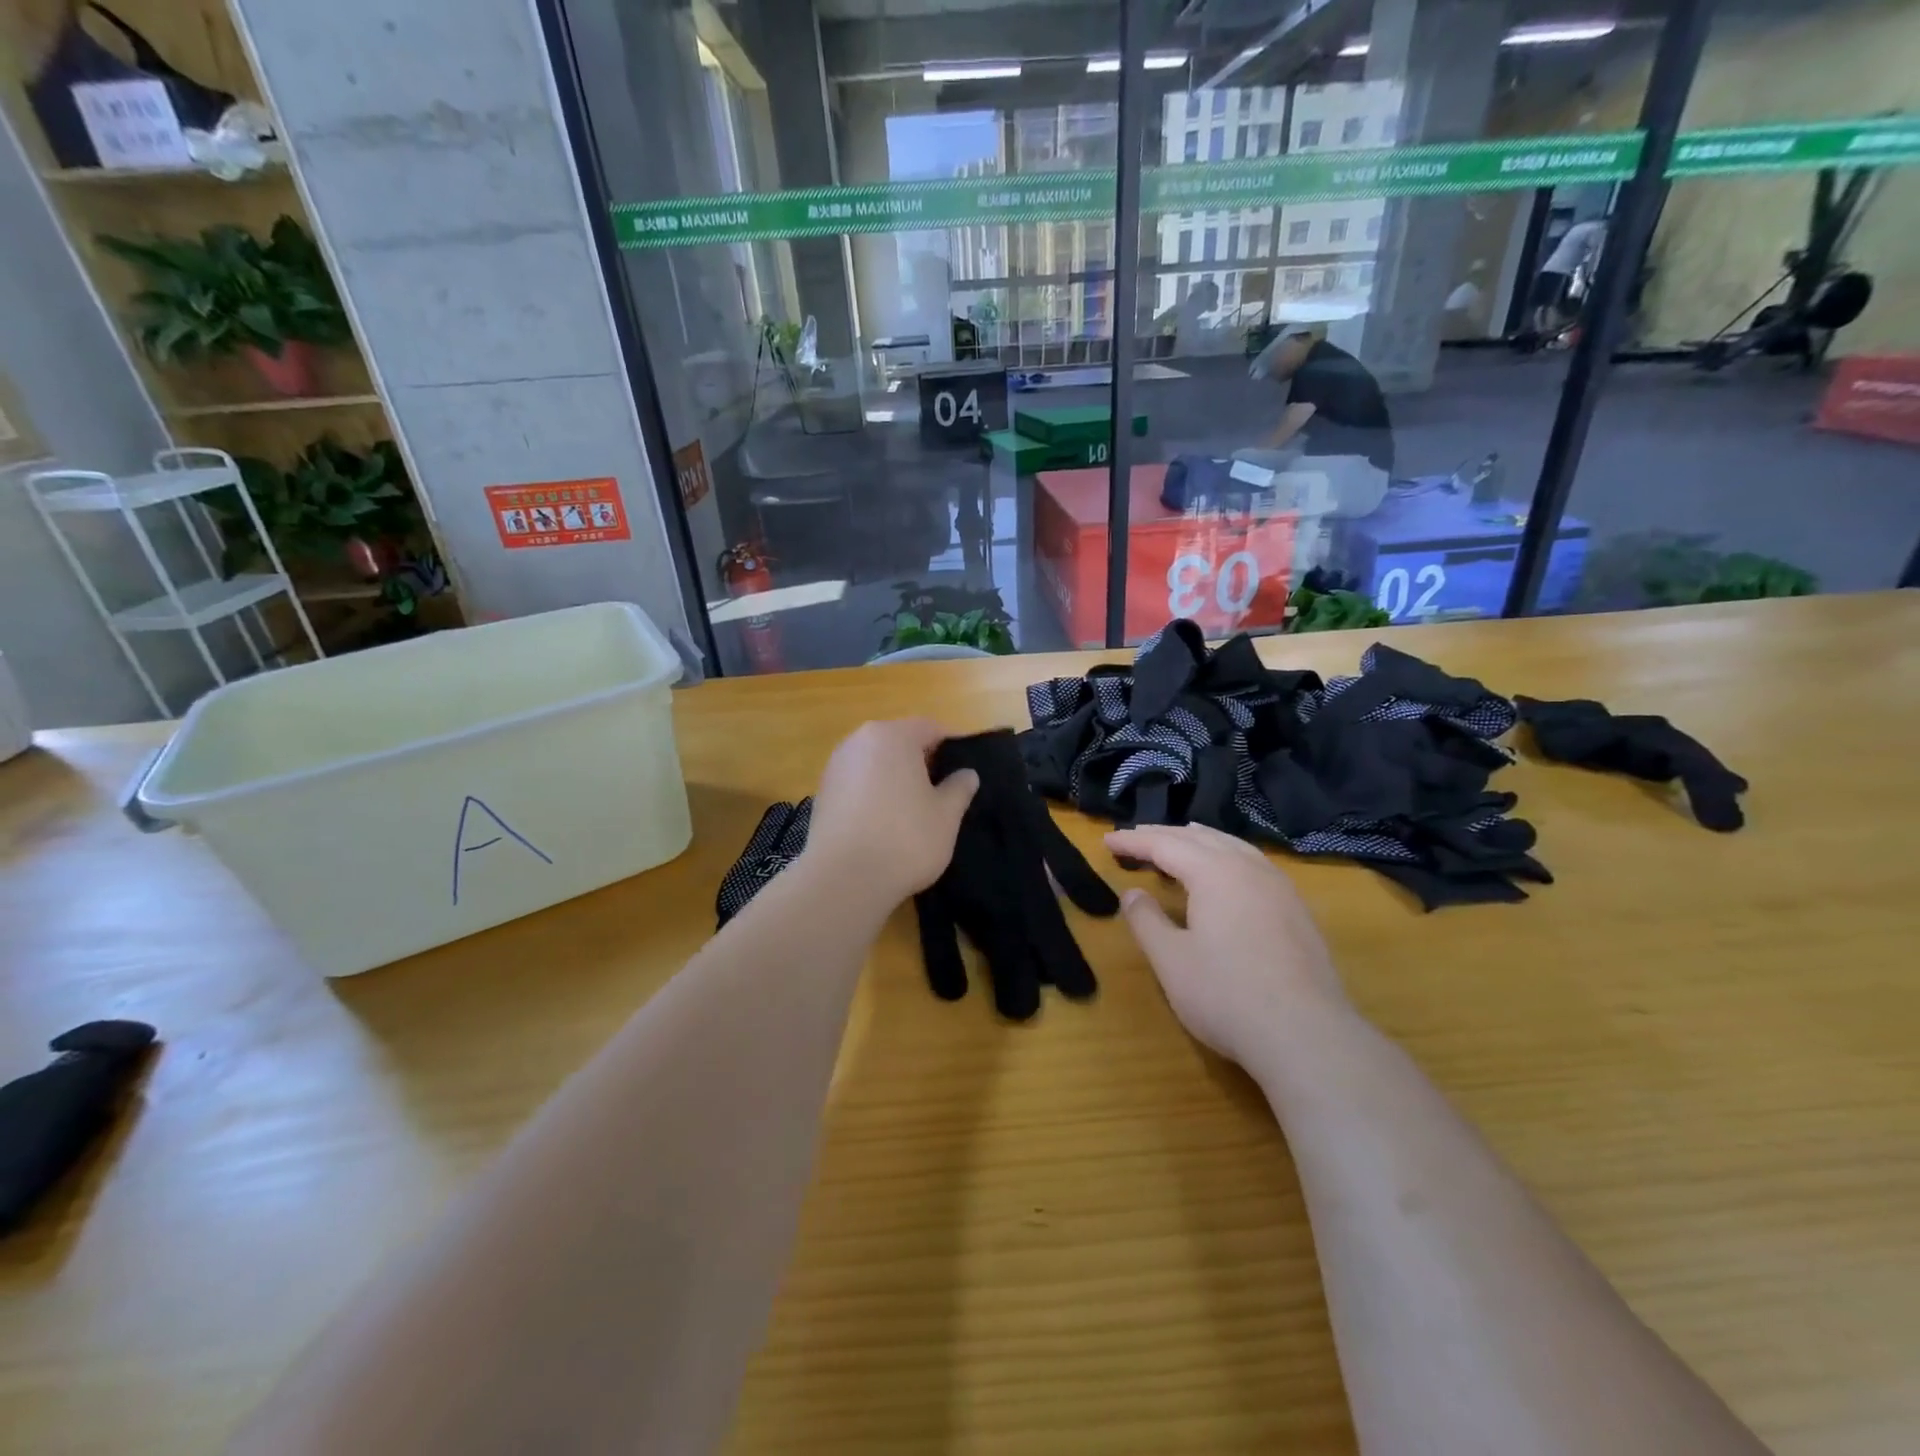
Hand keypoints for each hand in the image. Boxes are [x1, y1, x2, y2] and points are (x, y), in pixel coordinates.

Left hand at [802, 720, 978, 910]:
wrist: (843, 880)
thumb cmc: (905, 839)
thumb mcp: (946, 815)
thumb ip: (959, 788)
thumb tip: (967, 774)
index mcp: (892, 736)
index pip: (930, 728)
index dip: (951, 747)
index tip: (964, 772)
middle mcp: (859, 741)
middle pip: (898, 742)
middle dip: (921, 761)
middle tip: (941, 792)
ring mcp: (835, 767)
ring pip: (875, 763)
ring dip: (894, 778)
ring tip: (912, 810)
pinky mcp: (821, 793)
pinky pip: (857, 784)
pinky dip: (872, 794)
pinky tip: (883, 824)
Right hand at [1105, 823, 1350, 1069]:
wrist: (1306, 1036)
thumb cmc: (1226, 996)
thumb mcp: (1171, 960)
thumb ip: (1146, 921)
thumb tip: (1132, 893)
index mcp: (1214, 872)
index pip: (1165, 845)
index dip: (1134, 841)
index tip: (1107, 840)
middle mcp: (1248, 868)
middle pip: (1200, 838)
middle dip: (1164, 835)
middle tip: (1135, 836)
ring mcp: (1279, 887)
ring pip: (1234, 846)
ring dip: (1200, 839)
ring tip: (1181, 838)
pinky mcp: (1297, 910)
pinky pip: (1254, 863)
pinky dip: (1228, 855)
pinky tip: (1228, 871)